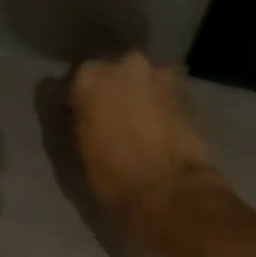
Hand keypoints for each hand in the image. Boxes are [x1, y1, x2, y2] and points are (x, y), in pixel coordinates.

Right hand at [69, 52, 225, 241]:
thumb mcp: (75, 156)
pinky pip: (164, 94)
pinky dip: (159, 107)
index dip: (70, 105)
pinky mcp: (188, 91)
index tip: (73, 122)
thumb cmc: (112, 179)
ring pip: (139, 81)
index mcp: (89, 78)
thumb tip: (74, 116)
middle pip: (108, 74)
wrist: (170, 192)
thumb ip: (70, 126)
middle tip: (106, 123)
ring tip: (136, 127)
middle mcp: (124, 64)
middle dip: (106, 94)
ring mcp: (161, 74)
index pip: (67, 83)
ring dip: (135, 97)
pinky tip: (158, 131)